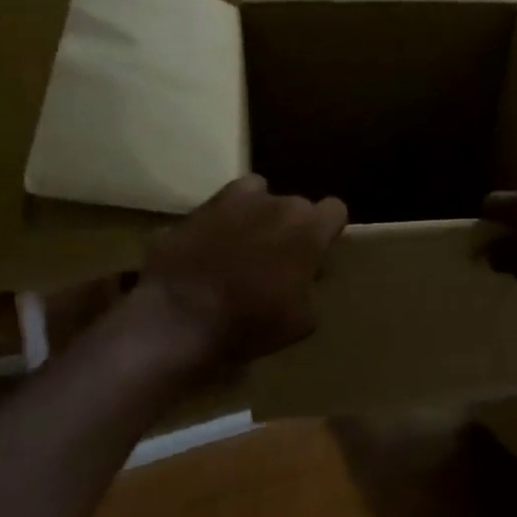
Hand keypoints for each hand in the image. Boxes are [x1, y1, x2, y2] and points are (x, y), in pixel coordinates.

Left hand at [137, 175, 347, 366]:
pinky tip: (211, 246)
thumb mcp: (301, 321)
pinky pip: (220, 206)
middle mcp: (278, 203)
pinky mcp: (198, 207)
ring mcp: (235, 200)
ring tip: (244, 245)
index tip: (318, 253)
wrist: (180, 317)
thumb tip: (305, 280)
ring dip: (258, 214)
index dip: (327, 231)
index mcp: (310, 228)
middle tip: (279, 259)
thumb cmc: (252, 322)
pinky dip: (221, 220)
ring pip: (258, 194)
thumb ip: (310, 290)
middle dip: (292, 226)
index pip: (335, 210)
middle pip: (296, 205)